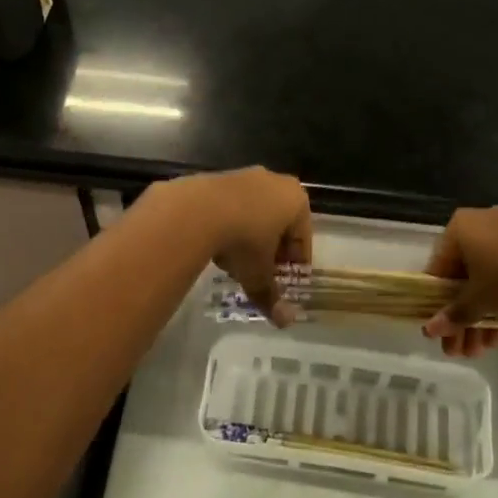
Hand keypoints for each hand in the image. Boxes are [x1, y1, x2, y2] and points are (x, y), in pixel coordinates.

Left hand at [157, 167, 311, 325]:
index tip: (284, 282)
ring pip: (255, 212)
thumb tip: (286, 322)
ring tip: (235, 261)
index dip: (294, 264)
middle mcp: (275, 181)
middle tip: (261, 273)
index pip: (302, 239)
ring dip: (249, 235)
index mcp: (296, 201)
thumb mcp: (258, 274)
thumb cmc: (242, 240)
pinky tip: (215, 243)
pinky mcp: (218, 177)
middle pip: (279, 223)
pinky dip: (228, 223)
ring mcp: (245, 175)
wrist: (195, 210)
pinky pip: (231, 205)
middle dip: (272, 248)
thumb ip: (272, 297)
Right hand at [422, 205, 497, 356]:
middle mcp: (480, 223)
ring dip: (482, 314)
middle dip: (463, 317)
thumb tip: (430, 330)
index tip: (440, 332)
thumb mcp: (479, 300)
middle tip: (462, 349)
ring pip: (487, 278)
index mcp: (458, 228)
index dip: (437, 305)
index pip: (438, 270)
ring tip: (483, 349)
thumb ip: (454, 315)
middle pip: (464, 278)